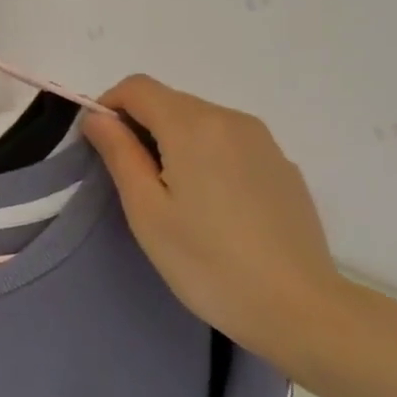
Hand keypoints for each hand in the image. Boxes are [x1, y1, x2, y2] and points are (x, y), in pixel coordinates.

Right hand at [82, 75, 350, 376]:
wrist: (298, 308)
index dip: (109, 105)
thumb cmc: (207, 262)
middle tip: (132, 180)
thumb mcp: (146, 211)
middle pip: (170, 101)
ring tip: (172, 196)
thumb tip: (98, 117)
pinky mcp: (282, 166)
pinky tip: (212, 206)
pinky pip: (230, 143)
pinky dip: (206, 156)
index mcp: (193, 126)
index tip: (100, 145)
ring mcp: (263, 142)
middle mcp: (231, 120)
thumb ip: (119, 154)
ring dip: (173, 141)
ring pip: (201, 121)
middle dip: (140, 126)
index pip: (138, 87)